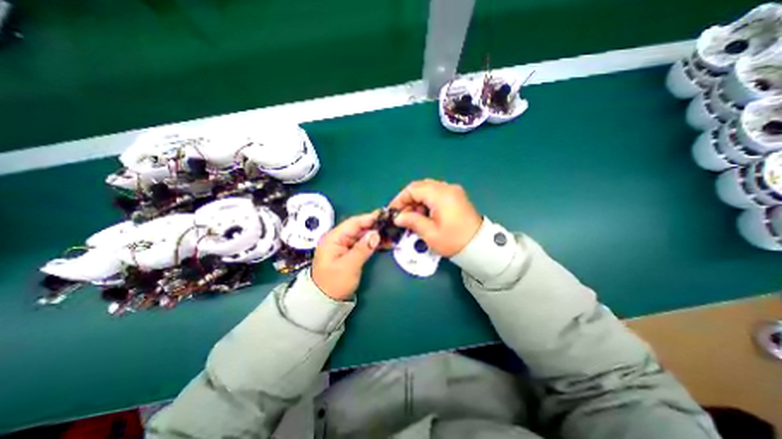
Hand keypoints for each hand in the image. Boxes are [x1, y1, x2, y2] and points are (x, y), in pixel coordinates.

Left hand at [313, 213, 382, 301]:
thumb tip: (376, 234)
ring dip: (375, 235)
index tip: (384, 216)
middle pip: (358, 227)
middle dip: (374, 226)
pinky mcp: (348, 252)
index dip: (369, 218)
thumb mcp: (348, 266)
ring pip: (362, 235)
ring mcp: (343, 245)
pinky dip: (372, 242)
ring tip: (390, 234)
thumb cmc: (333, 284)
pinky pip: (362, 243)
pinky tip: (383, 242)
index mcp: (333, 238)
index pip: (353, 223)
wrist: (324, 301)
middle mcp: (338, 238)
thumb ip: (362, 248)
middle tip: (391, 225)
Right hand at [386, 180, 479, 257]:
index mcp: (440, 194)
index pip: (413, 189)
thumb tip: (398, 217)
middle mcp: (447, 188)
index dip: (400, 199)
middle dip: (408, 200)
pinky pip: (437, 194)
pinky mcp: (456, 197)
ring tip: (414, 217)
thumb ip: (412, 221)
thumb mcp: (429, 233)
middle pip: (420, 187)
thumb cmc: (453, 240)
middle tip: (403, 216)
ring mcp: (453, 191)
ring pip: (428, 189)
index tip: (393, 211)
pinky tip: (425, 215)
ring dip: (418, 201)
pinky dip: (427, 202)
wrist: (479, 246)